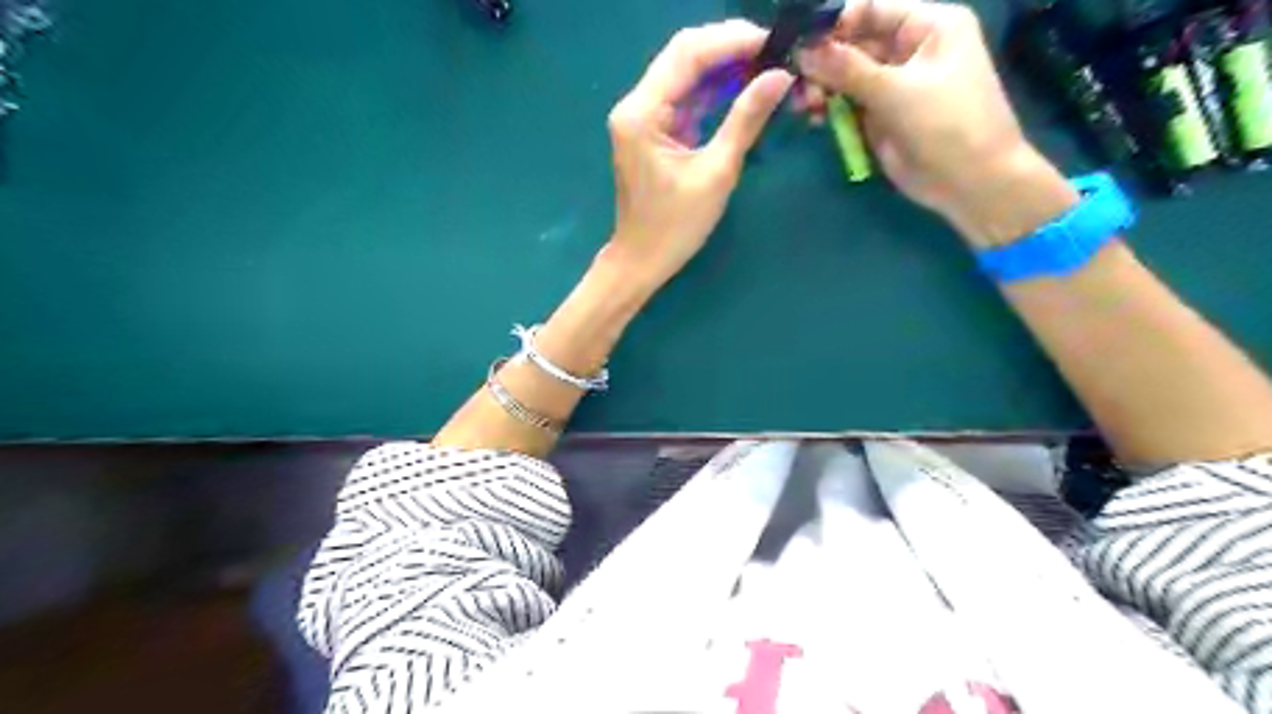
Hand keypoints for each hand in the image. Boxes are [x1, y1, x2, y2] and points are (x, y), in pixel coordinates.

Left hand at [602, 22, 791, 290]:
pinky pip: (687, 98)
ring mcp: (644, 117)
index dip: (732, 40)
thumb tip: (780, 77)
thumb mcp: (715, 173)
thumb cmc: (675, 227)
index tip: (774, 43)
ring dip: (726, 67)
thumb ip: (745, 120)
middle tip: (775, 52)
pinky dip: (716, 91)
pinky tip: (746, 87)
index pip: (687, 54)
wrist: (642, 261)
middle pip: (685, 55)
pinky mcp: (655, 130)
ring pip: (687, 74)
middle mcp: (636, 105)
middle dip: (730, 48)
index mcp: (641, 113)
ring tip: (768, 66)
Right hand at [793, 0, 1070, 244]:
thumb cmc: (947, 125)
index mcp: (927, 26)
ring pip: (845, 75)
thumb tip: (802, 49)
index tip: (798, 43)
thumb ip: (847, 69)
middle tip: (795, 83)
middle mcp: (909, 48)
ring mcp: (893, 84)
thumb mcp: (896, 92)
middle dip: (822, 61)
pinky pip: (847, 103)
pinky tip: (812, 118)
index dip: (834, 23)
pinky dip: (828, 108)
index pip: (871, 9)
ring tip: (804, 106)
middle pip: (853, 43)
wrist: (970, 184)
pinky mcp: (880, 115)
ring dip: (821, 87)